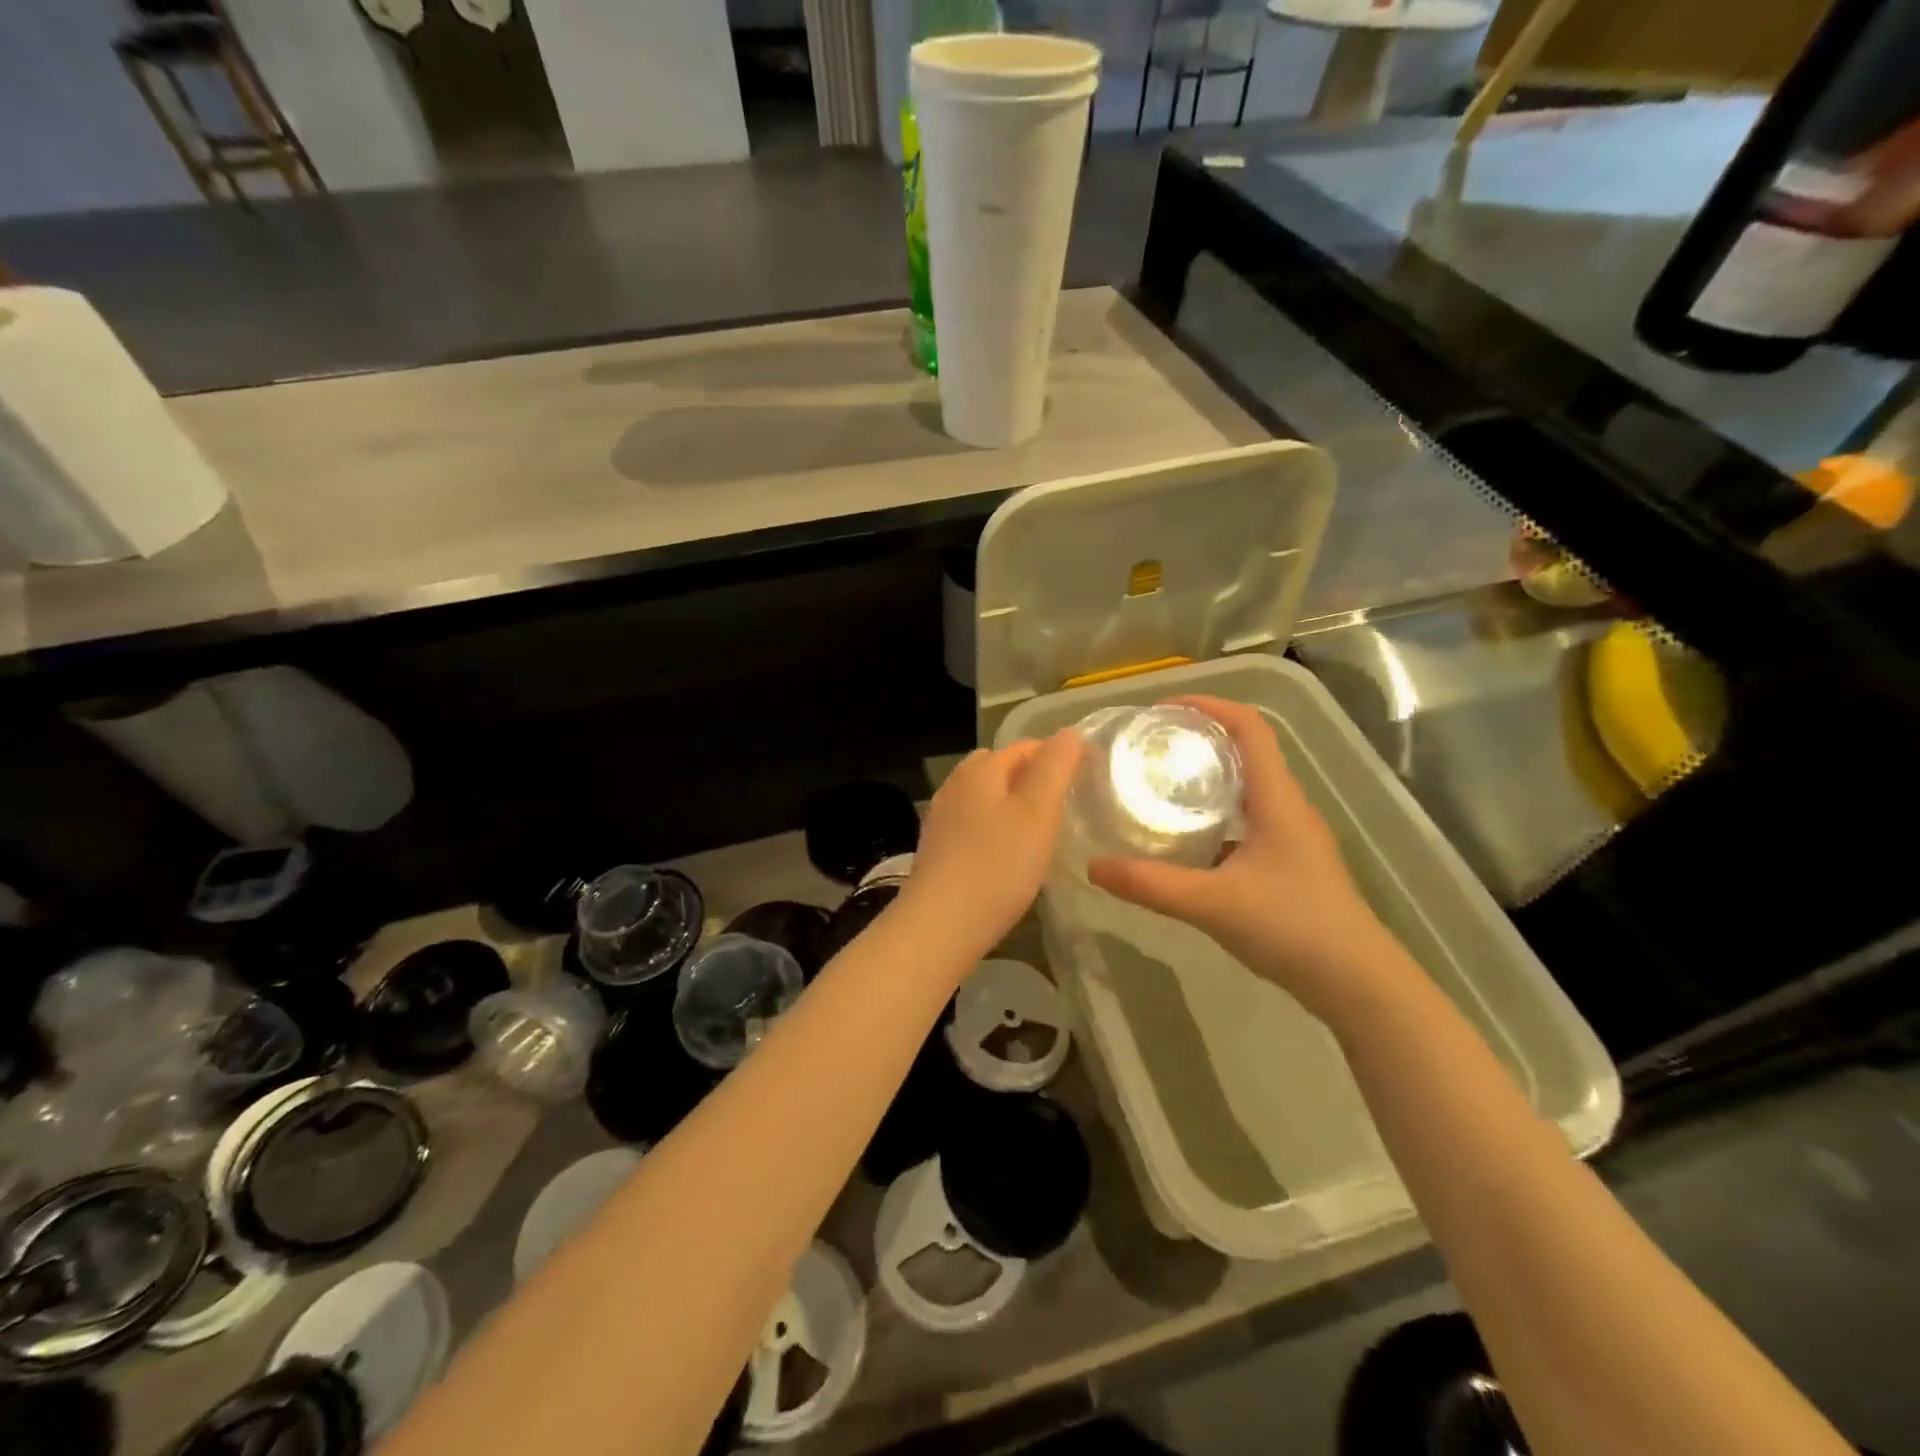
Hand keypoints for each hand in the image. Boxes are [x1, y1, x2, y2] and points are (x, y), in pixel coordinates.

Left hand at [899, 730, 1082, 964]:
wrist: (940, 925)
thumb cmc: (997, 866)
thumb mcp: (1038, 812)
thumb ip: (1055, 768)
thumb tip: (1069, 733)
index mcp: (980, 769)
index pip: (1026, 746)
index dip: (1059, 756)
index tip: (1088, 778)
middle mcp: (956, 785)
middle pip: (1001, 768)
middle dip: (1033, 778)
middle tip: (1065, 805)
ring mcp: (942, 817)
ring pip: (986, 797)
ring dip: (1013, 804)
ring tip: (1041, 830)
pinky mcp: (938, 848)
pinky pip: (974, 824)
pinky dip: (996, 828)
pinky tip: (1008, 855)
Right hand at [1088, 696, 1417, 1025]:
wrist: (1356, 982)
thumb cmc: (1293, 927)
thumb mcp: (1213, 904)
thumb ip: (1151, 885)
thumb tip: (1094, 866)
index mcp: (1276, 799)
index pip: (1249, 727)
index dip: (1209, 705)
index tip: (1163, 709)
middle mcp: (1286, 807)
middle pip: (1245, 751)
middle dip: (1198, 739)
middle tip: (1149, 747)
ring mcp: (1290, 836)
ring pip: (1245, 788)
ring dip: (1206, 777)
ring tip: (1158, 785)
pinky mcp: (1287, 862)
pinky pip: (1245, 820)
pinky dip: (1213, 815)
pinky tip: (1183, 839)